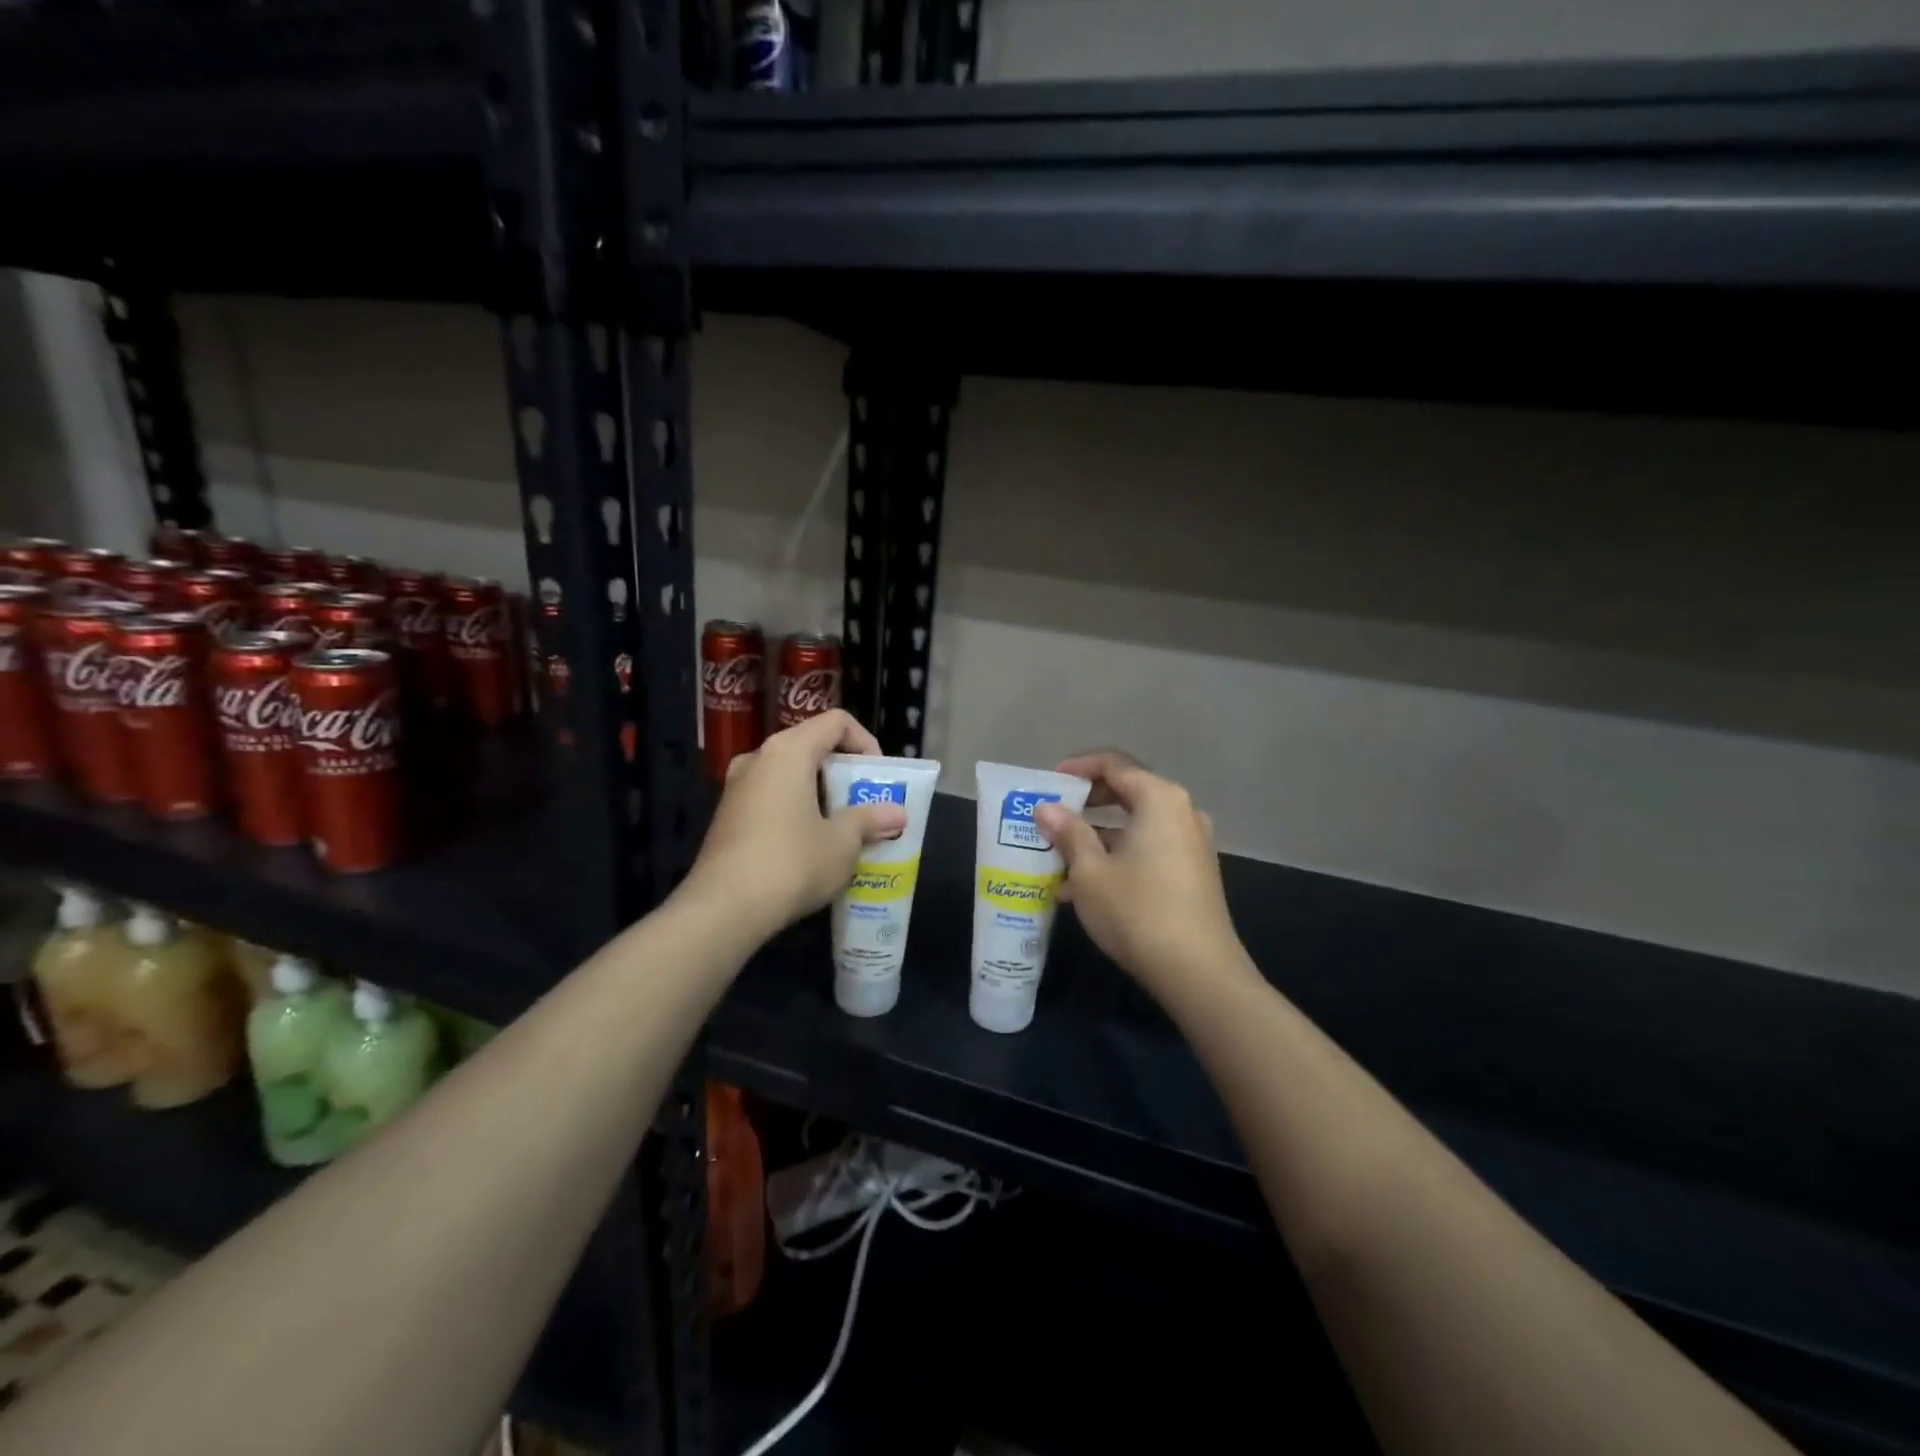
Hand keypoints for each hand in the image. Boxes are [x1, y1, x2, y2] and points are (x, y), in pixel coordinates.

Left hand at [684, 710, 906, 940]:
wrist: (723, 909)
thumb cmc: (791, 863)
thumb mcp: (842, 843)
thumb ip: (869, 820)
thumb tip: (896, 814)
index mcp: (789, 751)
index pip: (836, 722)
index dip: (865, 742)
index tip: (879, 777)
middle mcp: (758, 758)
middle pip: (811, 746)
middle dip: (844, 773)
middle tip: (866, 804)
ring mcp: (736, 787)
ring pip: (789, 775)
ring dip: (820, 794)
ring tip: (842, 828)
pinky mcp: (726, 816)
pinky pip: (770, 798)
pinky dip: (795, 810)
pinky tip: (809, 846)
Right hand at [1035, 751, 1247, 993]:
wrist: (1198, 971)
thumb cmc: (1137, 910)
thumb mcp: (1090, 871)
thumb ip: (1068, 832)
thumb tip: (1046, 808)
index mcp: (1160, 799)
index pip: (1114, 765)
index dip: (1078, 769)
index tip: (1048, 781)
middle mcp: (1181, 813)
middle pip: (1127, 792)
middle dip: (1085, 805)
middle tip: (1051, 817)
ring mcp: (1191, 843)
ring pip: (1135, 826)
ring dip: (1096, 837)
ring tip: (1058, 859)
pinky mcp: (1192, 872)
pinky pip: (1148, 849)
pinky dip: (1117, 856)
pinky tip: (1083, 888)